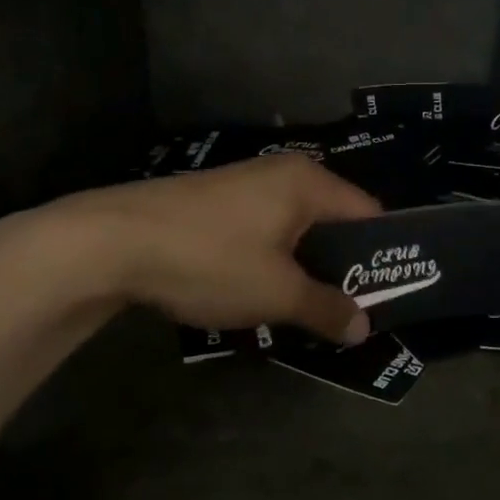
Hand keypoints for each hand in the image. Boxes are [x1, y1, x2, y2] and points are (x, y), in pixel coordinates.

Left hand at [0, 154, 381, 343]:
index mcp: (309, 183)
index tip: (386, 294)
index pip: (368, 214)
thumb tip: (364, 327)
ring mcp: (248, 183)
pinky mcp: (218, 199)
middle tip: (348, 310)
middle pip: (333, 219)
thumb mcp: (276, 293)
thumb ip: (326, 308)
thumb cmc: (210, 259)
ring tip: (306, 308)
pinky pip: (266, 227)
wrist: (113, 241)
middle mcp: (284, 173)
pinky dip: (274, 257)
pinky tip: (261, 289)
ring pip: (296, 227)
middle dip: (341, 265)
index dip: (381, 255)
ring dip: (305, 265)